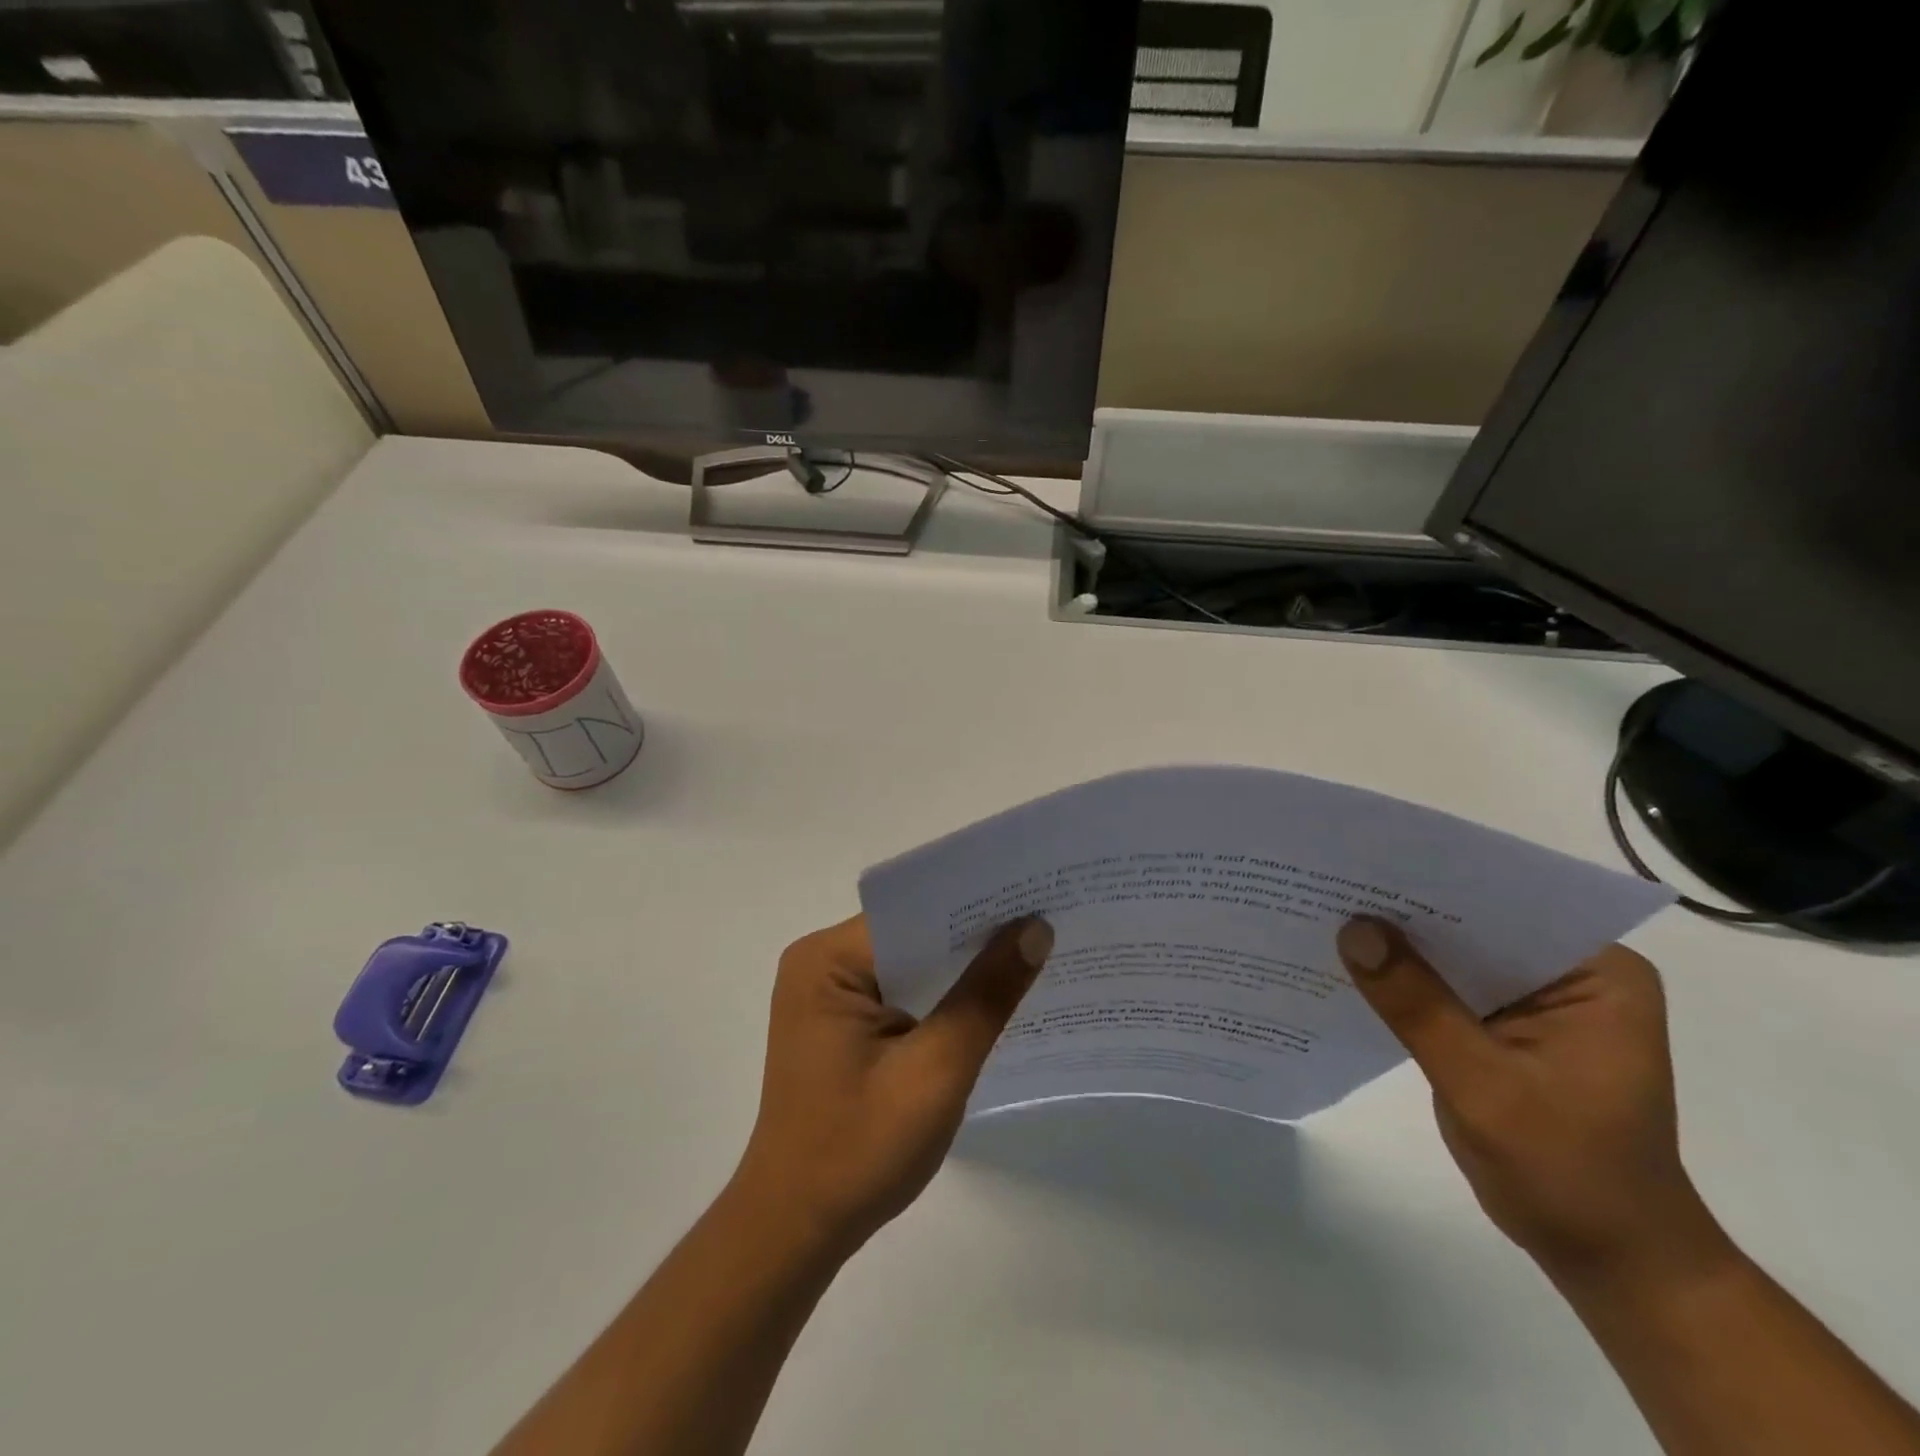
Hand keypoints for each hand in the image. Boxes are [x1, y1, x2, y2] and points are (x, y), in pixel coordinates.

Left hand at [731, 914, 1052, 1258]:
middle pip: (912, 932)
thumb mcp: (936, 1070)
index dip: (975, 906)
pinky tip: (989, 999)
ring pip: (910, 961)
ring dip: (960, 967)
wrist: (797, 1229)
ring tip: (1032, 953)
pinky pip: (901, 989)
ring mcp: (828, 992)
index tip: (1036, 897)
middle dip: (974, 936)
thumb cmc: (860, 1150)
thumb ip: (986, 996)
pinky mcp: (841, 1022)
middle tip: (1048, 922)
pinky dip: (941, 996)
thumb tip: (1035, 929)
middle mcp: (822, 962)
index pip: (913, 911)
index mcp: (828, 959)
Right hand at [1336, 918, 1732, 1285]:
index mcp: (1596, 972)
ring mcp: (1535, 1000)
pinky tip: (1351, 968)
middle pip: (1474, 924)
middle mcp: (1568, 972)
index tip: (1365, 867)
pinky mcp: (1502, 1025)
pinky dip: (1403, 981)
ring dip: (1400, 945)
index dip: (1434, 883)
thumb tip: (1353, 929)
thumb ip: (1418, 1006)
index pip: (1504, 904)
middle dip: (1406, 912)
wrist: (1610, 1261)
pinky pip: (1444, 987)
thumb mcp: (1486, 1087)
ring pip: (1453, 954)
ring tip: (1326, 913)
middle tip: (1331, 884)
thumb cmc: (1570, 1175)